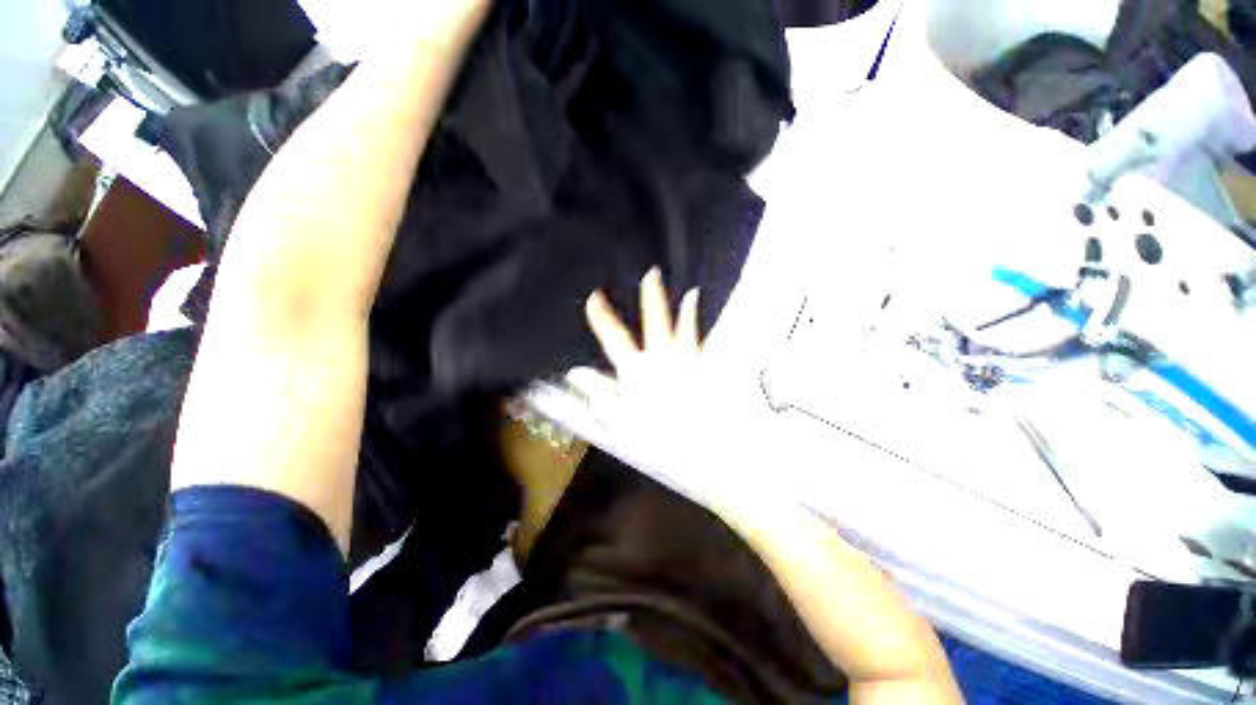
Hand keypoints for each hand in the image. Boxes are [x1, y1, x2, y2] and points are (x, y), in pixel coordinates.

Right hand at [570, 267, 743, 507]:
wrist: (700, 448)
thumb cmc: (655, 436)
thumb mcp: (619, 416)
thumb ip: (598, 391)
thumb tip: (574, 373)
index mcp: (637, 371)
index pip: (614, 339)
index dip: (603, 317)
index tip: (594, 298)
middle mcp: (662, 359)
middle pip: (655, 322)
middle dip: (652, 297)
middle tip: (652, 273)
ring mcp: (686, 363)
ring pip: (685, 328)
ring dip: (686, 310)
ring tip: (692, 293)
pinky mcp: (704, 371)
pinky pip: (705, 346)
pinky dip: (706, 336)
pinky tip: (709, 330)